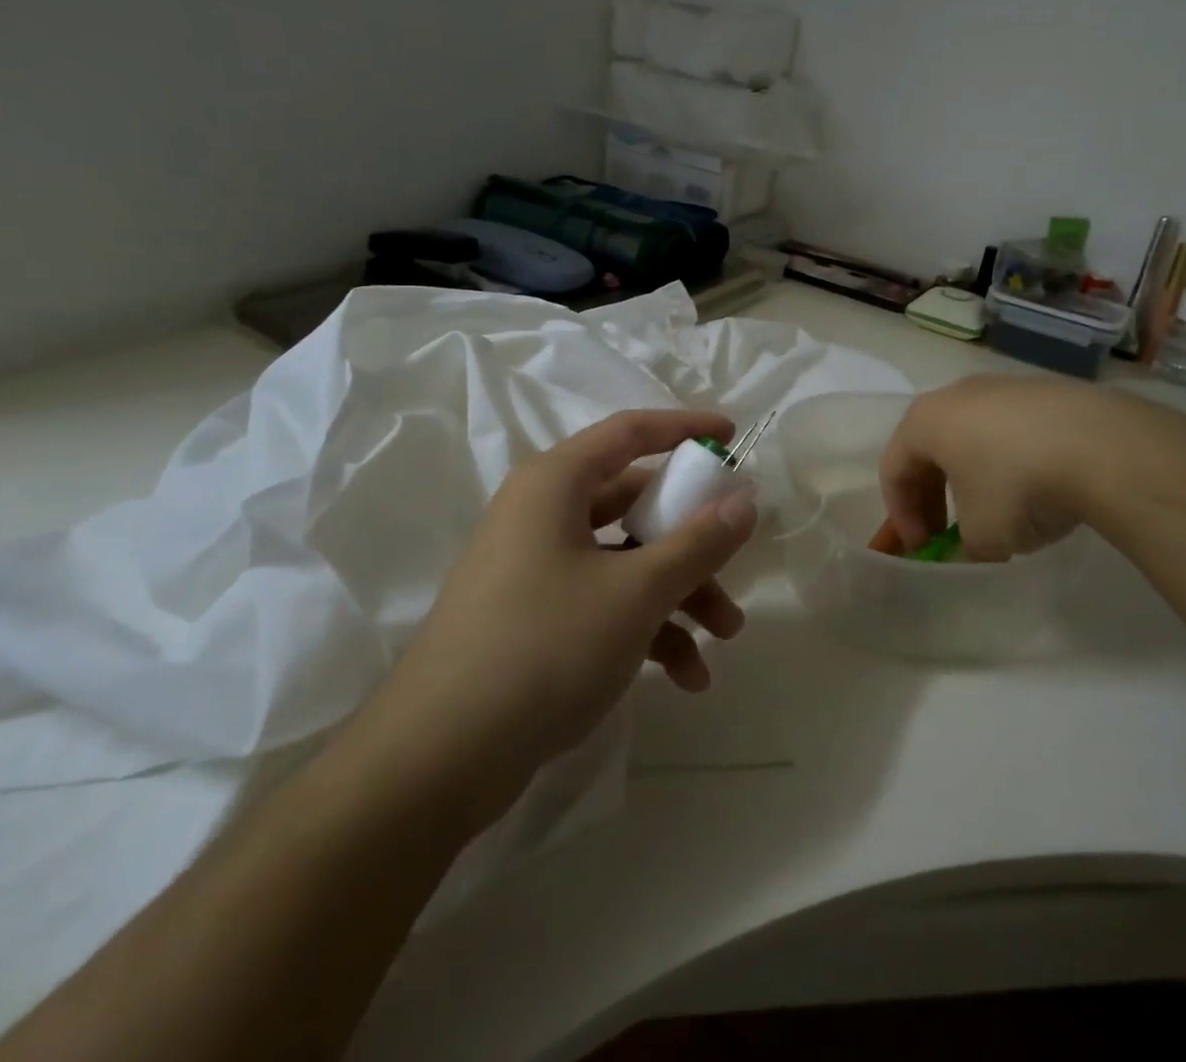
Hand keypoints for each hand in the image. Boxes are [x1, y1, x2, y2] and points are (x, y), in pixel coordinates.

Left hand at [358, 409, 757, 821]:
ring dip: (679, 593)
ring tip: (725, 637)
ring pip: (625, 559)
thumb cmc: (545, 646)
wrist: (439, 758)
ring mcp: (536, 566)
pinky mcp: (534, 616)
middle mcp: (543, 513)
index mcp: (555, 483)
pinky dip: (646, 627)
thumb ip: (697, 543)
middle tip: (737, 562)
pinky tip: (686, 675)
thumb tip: (745, 500)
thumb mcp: (636, 592)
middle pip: (635, 503)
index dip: (685, 428)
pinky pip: (603, 601)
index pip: (630, 432)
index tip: (733, 435)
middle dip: (693, 539)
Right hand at [880, 374, 1113, 561]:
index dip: (901, 515)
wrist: (1103, 446)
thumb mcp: (982, 536)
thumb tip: (972, 550)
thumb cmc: (1019, 487)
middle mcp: (957, 394)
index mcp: (925, 421)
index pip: (893, 469)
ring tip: (995, 510)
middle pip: (929, 448)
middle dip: (932, 495)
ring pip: (970, 435)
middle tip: (946, 533)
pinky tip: (1036, 487)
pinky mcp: (1045, 390)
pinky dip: (1009, 459)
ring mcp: (1003, 387)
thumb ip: (964, 547)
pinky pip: (1010, 429)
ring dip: (971, 476)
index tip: (922, 549)